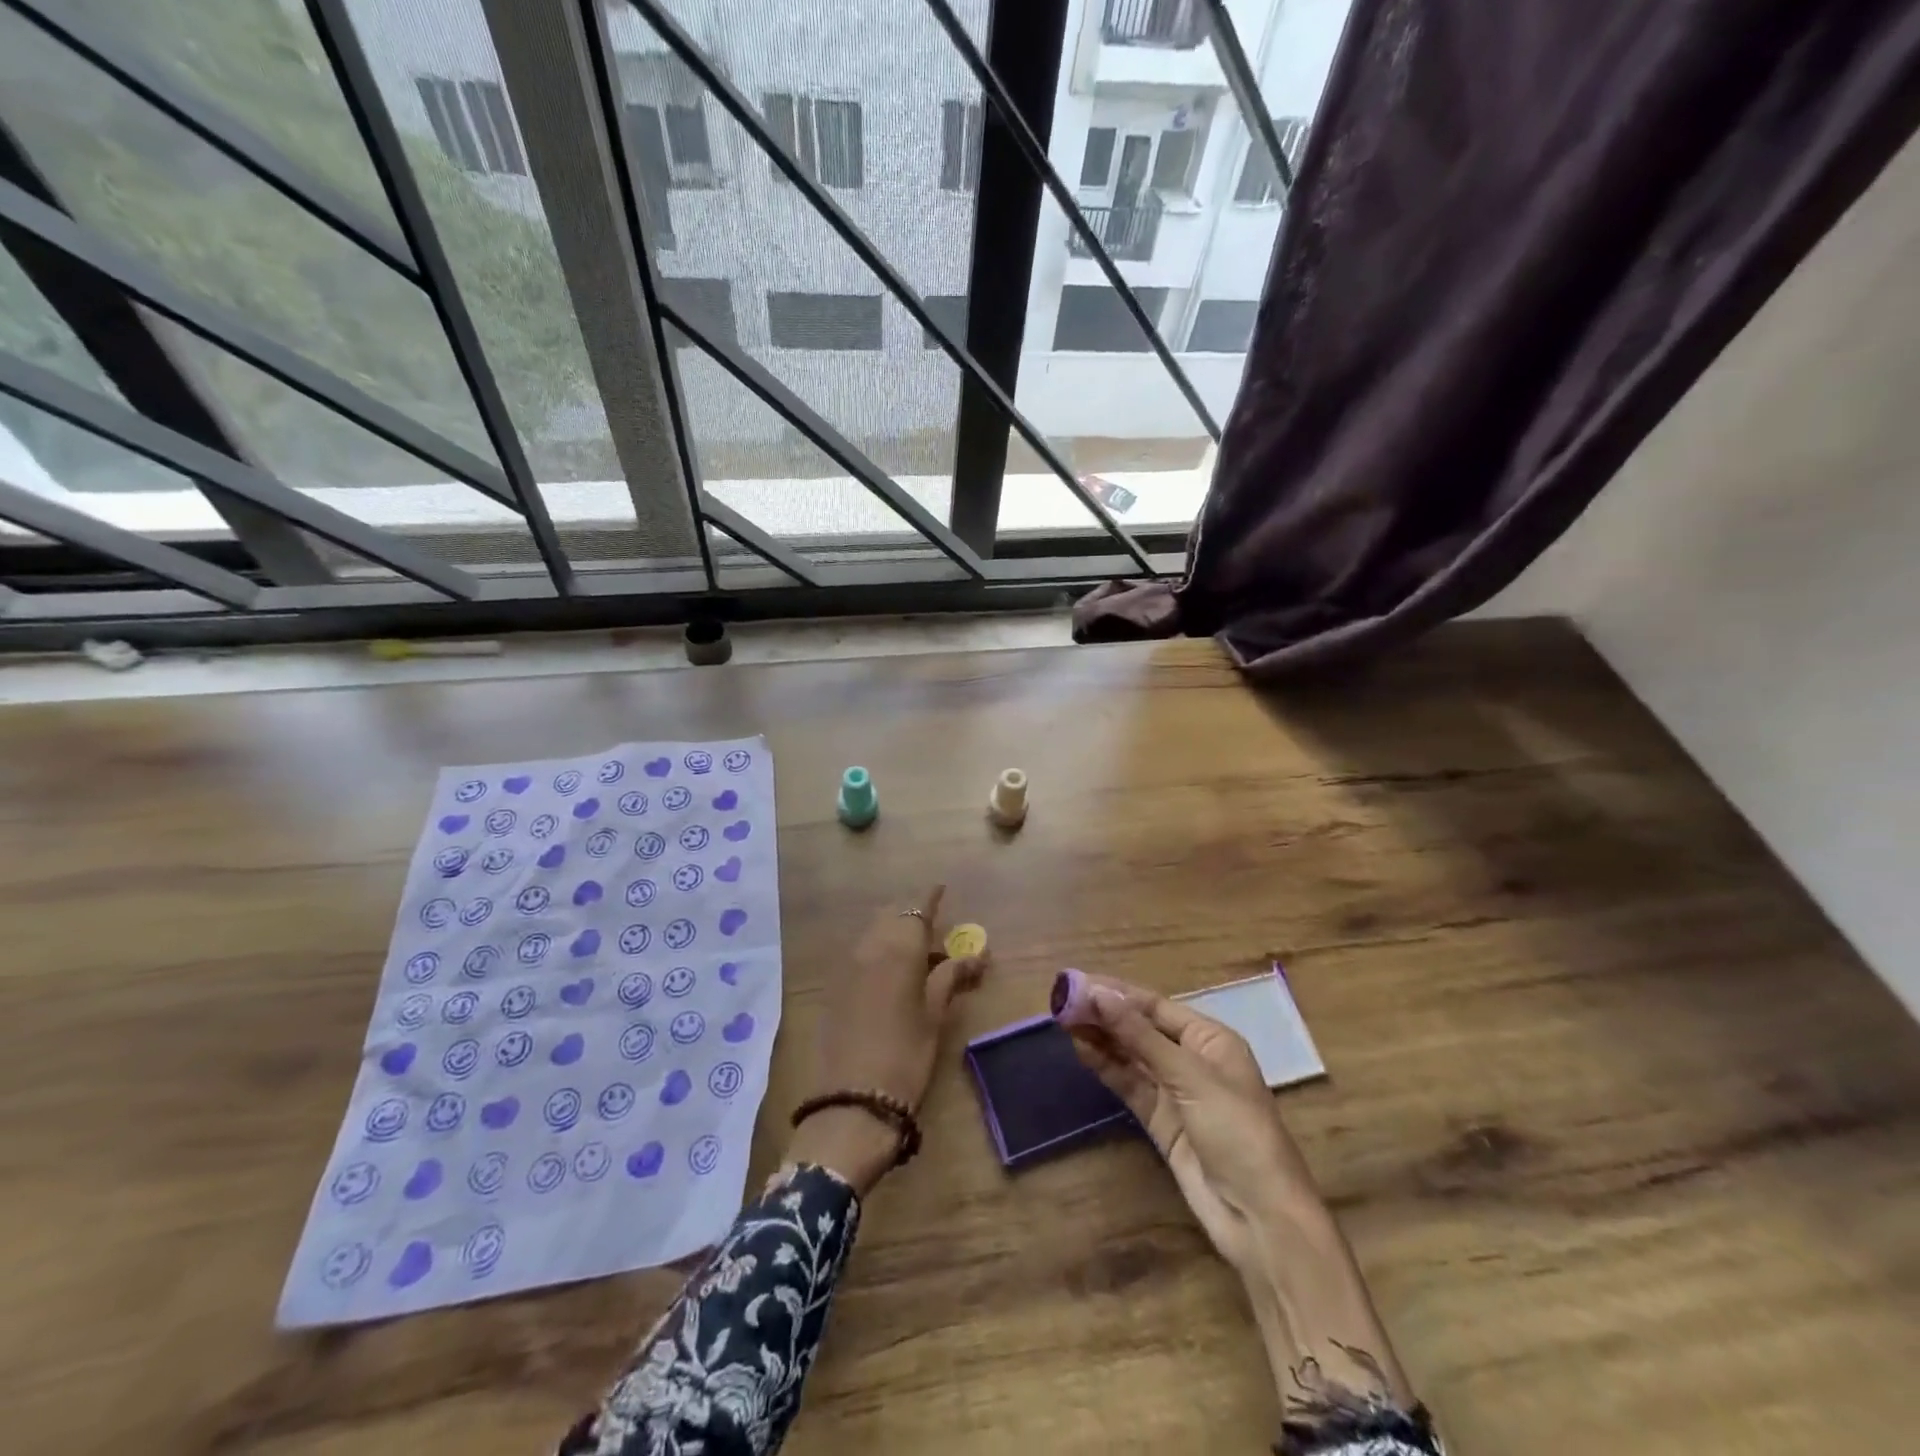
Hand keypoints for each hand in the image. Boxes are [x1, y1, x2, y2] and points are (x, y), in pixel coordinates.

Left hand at [789, 886, 986, 1192]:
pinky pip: (860, 953)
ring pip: (874, 933)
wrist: (852, 1100)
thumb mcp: (934, 1014)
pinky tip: (892, 972)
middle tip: (935, 929)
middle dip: (912, 915)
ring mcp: (848, 966)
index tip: (942, 887)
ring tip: (918, 952)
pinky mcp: (835, 986)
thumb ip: (951, 977)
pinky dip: (878, 950)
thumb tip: (978, 955)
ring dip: (894, 933)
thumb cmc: (906, 1055)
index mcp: (899, 948)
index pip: (917, 909)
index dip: (931, 897)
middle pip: (892, 916)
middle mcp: (870, 947)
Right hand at [1066, 975, 1314, 1273]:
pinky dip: (1106, 1067)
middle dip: (1104, 1014)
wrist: (1260, 1219)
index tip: (1078, 983)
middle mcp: (1192, 1059)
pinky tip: (1081, 1050)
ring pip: (1131, 1056)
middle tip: (1061, 1001)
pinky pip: (1129, 1084)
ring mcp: (1175, 1092)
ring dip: (1101, 1038)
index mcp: (1210, 1039)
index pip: (1155, 1006)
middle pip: (1141, 1028)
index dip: (1117, 993)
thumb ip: (1140, 1036)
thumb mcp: (1190, 1077)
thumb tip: (1098, 995)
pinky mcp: (1161, 1121)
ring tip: (1063, 1021)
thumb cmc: (1237, 1132)